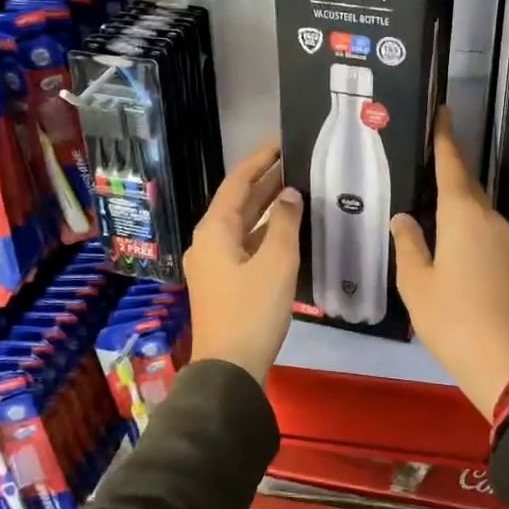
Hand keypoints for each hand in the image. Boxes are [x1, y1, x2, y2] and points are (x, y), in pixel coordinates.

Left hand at [184, 139, 302, 385]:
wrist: (230, 368)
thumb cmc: (252, 310)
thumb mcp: (276, 262)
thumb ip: (284, 222)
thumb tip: (289, 194)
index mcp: (215, 229)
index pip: (238, 181)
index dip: (261, 159)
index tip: (283, 140)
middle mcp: (209, 240)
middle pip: (239, 201)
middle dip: (266, 180)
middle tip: (297, 161)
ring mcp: (214, 263)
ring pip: (243, 224)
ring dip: (268, 206)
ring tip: (299, 188)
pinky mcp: (224, 282)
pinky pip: (246, 244)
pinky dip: (266, 231)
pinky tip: (289, 229)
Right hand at [391, 109, 508, 416]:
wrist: (508, 361)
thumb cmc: (454, 318)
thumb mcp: (417, 283)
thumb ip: (408, 245)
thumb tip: (404, 218)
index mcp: (463, 215)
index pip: (452, 165)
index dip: (445, 137)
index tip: (443, 110)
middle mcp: (487, 218)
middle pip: (466, 181)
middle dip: (449, 161)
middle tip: (424, 146)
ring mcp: (501, 239)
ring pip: (474, 203)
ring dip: (455, 189)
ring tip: (427, 182)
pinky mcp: (505, 259)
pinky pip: (479, 222)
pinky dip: (461, 213)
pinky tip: (444, 223)